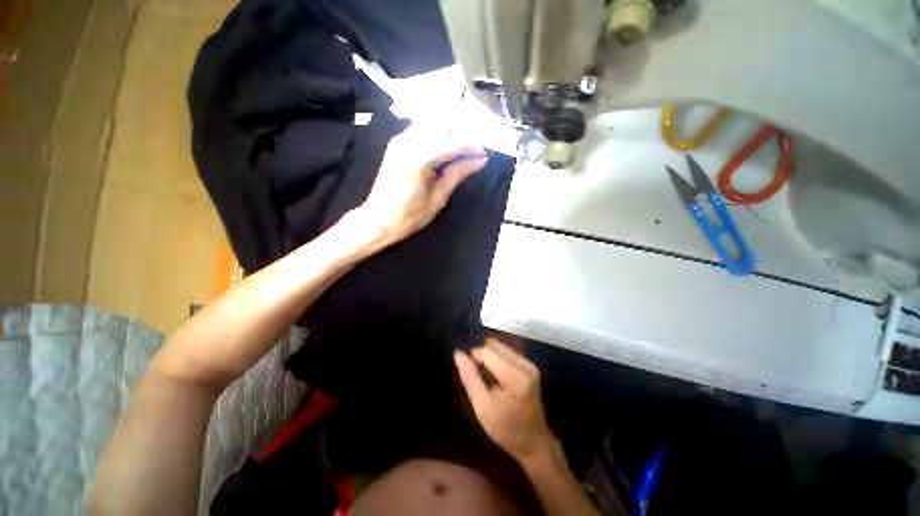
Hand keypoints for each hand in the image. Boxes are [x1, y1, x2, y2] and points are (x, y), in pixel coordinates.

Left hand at [356, 124, 488, 245]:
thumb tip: (480, 161)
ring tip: (462, 149)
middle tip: (475, 151)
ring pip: (432, 122)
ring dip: (450, 131)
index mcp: (419, 157)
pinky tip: (445, 147)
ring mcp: (400, 139)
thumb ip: (458, 174)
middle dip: (463, 133)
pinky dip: (437, 133)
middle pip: (443, 123)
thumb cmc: (410, 215)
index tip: (485, 155)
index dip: (472, 146)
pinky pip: (421, 128)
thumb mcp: (438, 197)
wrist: (378, 220)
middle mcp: (408, 141)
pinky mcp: (397, 143)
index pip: (454, 141)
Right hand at [454, 335, 556, 464]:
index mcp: (515, 376)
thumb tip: (458, 353)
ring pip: (501, 347)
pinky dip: (498, 359)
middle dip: (482, 355)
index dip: (474, 357)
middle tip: (478, 375)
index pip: (488, 351)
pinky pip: (508, 352)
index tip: (469, 372)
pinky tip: (496, 375)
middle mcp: (525, 365)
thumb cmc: (506, 429)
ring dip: (490, 356)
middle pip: (495, 346)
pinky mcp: (531, 366)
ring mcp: (530, 364)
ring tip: (486, 376)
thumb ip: (470, 377)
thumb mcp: (483, 407)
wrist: (534, 443)